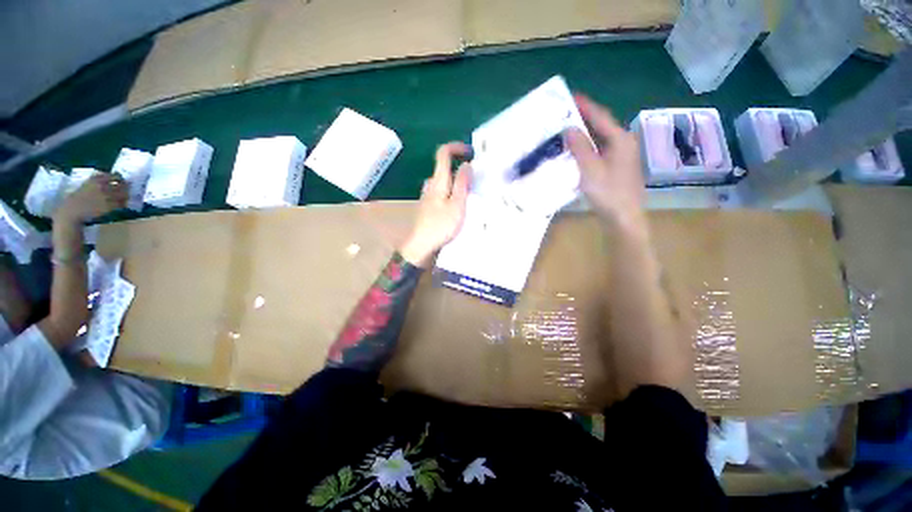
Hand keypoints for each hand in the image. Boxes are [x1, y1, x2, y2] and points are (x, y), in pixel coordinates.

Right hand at [54, 172, 127, 224]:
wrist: (72, 210)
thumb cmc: (78, 197)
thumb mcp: (87, 184)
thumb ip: (98, 180)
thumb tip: (111, 177)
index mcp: (96, 179)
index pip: (114, 176)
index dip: (120, 178)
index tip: (121, 180)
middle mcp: (102, 186)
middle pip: (122, 185)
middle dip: (126, 186)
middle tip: (127, 188)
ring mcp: (106, 196)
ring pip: (124, 194)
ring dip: (127, 195)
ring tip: (126, 196)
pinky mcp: (109, 206)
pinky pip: (121, 204)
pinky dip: (124, 203)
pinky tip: (123, 204)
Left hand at [400, 142, 472, 267]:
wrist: (421, 247)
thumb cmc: (440, 226)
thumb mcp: (457, 205)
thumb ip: (462, 183)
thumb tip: (466, 164)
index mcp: (438, 181)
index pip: (443, 153)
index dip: (456, 147)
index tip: (471, 152)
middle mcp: (431, 185)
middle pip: (444, 167)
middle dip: (460, 167)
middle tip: (476, 176)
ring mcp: (428, 197)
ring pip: (444, 181)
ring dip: (457, 181)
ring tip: (472, 191)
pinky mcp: (429, 207)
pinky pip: (443, 193)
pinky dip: (453, 192)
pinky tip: (461, 205)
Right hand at [564, 95, 645, 231]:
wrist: (623, 217)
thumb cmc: (608, 192)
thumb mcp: (590, 169)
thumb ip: (580, 147)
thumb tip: (569, 129)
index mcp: (619, 139)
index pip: (600, 117)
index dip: (585, 106)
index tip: (570, 96)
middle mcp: (623, 143)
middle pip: (602, 125)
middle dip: (584, 118)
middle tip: (565, 113)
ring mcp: (621, 156)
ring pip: (600, 138)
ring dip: (585, 133)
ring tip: (567, 128)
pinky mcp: (616, 167)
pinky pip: (600, 150)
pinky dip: (587, 146)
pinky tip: (576, 150)